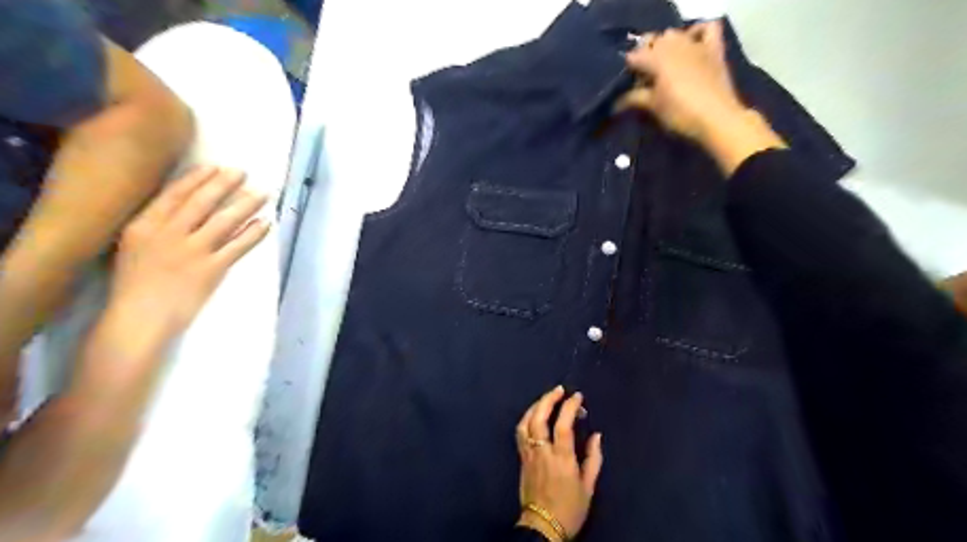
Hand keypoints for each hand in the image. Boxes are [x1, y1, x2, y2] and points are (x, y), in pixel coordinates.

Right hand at [106, 167, 269, 340]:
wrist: (139, 318)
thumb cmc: (135, 283)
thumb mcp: (134, 246)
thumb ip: (157, 226)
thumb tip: (186, 207)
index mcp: (144, 225)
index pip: (175, 194)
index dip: (198, 179)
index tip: (215, 167)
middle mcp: (169, 233)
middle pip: (203, 202)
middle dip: (225, 184)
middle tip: (243, 172)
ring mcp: (193, 251)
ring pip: (225, 221)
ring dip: (246, 204)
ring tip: (263, 193)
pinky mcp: (212, 268)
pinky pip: (238, 246)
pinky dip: (254, 233)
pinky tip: (266, 223)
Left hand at [517, 388, 601, 539]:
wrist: (543, 527)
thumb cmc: (570, 508)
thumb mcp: (588, 487)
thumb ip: (593, 458)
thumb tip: (596, 435)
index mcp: (561, 458)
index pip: (563, 424)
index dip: (569, 406)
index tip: (577, 396)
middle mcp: (542, 452)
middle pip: (539, 417)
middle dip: (548, 399)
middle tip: (559, 390)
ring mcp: (528, 454)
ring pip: (526, 423)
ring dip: (535, 406)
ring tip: (546, 399)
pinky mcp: (521, 459)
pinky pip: (520, 432)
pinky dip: (527, 418)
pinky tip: (534, 415)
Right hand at [619, 21, 746, 142]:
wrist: (717, 118)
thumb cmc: (680, 114)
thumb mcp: (653, 106)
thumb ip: (634, 98)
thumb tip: (615, 102)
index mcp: (656, 58)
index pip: (634, 56)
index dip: (627, 70)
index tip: (625, 84)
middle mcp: (674, 44)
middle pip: (653, 41)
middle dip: (645, 55)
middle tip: (643, 77)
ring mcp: (695, 44)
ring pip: (674, 34)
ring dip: (666, 44)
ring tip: (663, 64)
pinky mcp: (713, 49)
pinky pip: (707, 28)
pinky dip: (697, 32)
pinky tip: (691, 43)